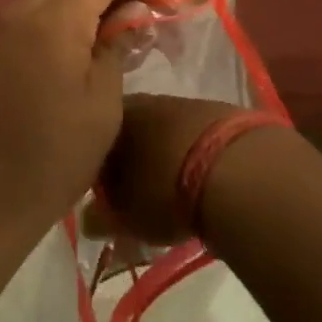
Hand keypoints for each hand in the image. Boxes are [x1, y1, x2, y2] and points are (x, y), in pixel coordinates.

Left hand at [0, 0, 170, 249]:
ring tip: (124, 31)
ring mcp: (4, 29)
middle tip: (149, 15)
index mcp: (54, 19)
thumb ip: (117, 45)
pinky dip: (69, 15)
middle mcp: (24, 10)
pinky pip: (39, 13)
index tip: (170, 3)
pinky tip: (89, 46)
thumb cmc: (55, 156)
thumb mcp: (103, 103)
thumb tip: (131, 13)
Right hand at [96, 94, 244, 243]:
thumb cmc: (165, 192)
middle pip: (130, 129)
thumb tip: (87, 219)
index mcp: (115, 119)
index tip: (103, 191)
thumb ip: (100, 217)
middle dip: (131, 157)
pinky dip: (193, 149)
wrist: (234, 168)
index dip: (97, 166)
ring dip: (163, 151)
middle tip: (136, 191)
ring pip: (163, 127)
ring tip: (172, 184)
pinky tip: (201, 173)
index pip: (95, 138)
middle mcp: (145, 101)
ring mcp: (183, 102)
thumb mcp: (126, 216)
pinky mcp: (217, 110)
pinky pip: (194, 131)